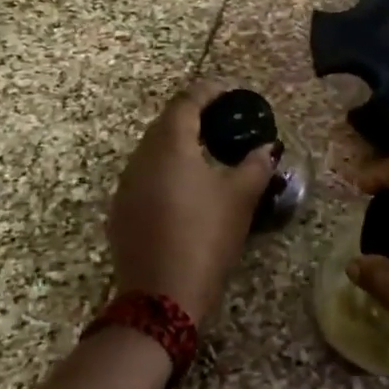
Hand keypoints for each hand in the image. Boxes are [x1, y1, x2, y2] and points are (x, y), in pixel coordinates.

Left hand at [107, 81, 276, 324]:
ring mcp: (125, 185)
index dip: (209, 91)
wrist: (161, 296)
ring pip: (152, 150)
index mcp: (170, 144)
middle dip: (193, 116)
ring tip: (207, 153)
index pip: (186, 101)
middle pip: (166, 123)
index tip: (230, 92)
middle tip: (223, 122)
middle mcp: (141, 156)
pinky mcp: (120, 211)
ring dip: (177, 144)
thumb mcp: (240, 198)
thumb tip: (267, 147)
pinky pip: (144, 176)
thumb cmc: (205, 237)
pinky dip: (165, 171)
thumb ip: (256, 164)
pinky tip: (184, 189)